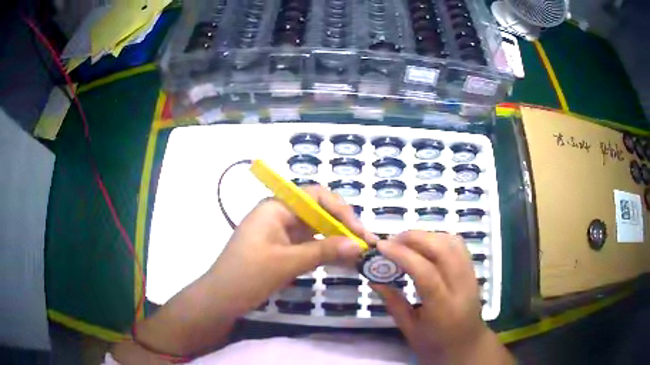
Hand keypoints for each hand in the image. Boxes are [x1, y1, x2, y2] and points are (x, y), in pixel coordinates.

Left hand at [206, 185, 375, 314]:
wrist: (221, 299)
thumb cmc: (247, 275)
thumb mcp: (286, 263)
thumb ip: (323, 251)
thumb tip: (359, 245)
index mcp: (276, 207)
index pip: (316, 196)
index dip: (341, 210)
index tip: (359, 232)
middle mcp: (280, 214)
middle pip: (318, 212)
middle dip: (343, 226)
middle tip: (365, 244)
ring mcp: (281, 233)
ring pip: (316, 230)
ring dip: (337, 240)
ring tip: (359, 254)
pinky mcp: (283, 249)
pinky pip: (310, 245)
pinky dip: (326, 252)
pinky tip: (343, 261)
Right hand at [372, 231, 512, 364]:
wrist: (467, 345)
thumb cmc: (435, 344)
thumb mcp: (409, 330)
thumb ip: (393, 302)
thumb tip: (373, 279)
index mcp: (443, 307)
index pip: (426, 272)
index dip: (402, 255)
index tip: (381, 247)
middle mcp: (461, 286)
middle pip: (442, 249)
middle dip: (414, 238)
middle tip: (390, 242)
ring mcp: (470, 276)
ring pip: (452, 242)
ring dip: (426, 235)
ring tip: (405, 242)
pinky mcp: (472, 270)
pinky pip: (457, 245)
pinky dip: (438, 238)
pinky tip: (424, 246)